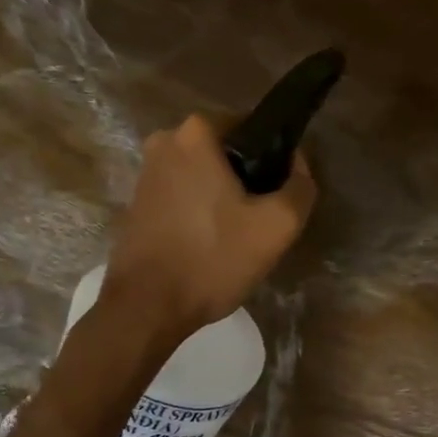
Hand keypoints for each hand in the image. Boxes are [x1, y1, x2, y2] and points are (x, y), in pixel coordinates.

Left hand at [104, 114, 316, 337]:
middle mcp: (165, 141)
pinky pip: (182, 195)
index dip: (274, 159)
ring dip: (223, 198)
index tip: (280, 194)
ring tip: (238, 237)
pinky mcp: (137, 202)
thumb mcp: (277, 226)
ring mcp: (146, 173)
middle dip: (247, 179)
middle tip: (262, 220)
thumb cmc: (213, 259)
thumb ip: (300, 186)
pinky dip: (200, 212)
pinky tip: (210, 245)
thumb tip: (297, 162)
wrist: (147, 308)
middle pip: (226, 153)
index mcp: (196, 132)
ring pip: (203, 176)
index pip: (253, 128)